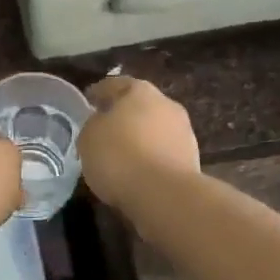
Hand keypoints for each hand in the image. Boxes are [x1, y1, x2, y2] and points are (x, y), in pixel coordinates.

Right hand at [79, 76, 201, 215]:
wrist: (164, 194)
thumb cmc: (119, 156)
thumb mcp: (88, 137)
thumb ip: (93, 124)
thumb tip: (102, 124)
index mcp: (139, 90)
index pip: (114, 84)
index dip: (98, 93)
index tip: (88, 103)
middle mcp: (166, 104)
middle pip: (139, 105)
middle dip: (123, 116)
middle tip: (104, 131)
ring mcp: (183, 131)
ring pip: (154, 130)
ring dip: (140, 138)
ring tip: (121, 156)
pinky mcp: (192, 159)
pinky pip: (163, 153)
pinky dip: (151, 159)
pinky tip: (138, 173)